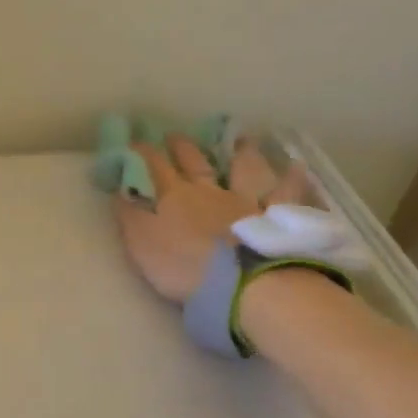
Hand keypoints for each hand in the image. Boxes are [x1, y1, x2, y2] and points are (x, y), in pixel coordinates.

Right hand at [113, 135, 311, 303]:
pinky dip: (291, 179)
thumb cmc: (183, 266)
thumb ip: (130, 215)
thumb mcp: (141, 243)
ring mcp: (246, 202)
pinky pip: (286, 194)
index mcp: (174, 197)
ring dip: (240, 153)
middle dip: (183, 147)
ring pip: (243, 170)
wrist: (241, 283)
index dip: (143, 153)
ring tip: (241, 140)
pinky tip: (296, 166)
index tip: (134, 141)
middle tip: (176, 134)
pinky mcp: (275, 218)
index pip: (154, 167)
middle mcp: (210, 191)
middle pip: (195, 162)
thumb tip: (121, 190)